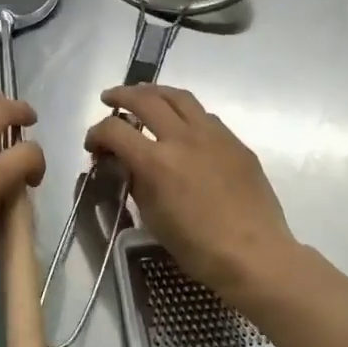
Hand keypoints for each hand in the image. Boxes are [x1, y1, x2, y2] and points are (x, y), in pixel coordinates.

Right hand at [86, 85, 295, 302]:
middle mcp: (183, 138)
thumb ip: (135, 182)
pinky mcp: (236, 142)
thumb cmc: (197, 247)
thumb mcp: (152, 217)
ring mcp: (214, 135)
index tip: (93, 145)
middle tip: (110, 100)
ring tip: (144, 96)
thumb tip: (125, 163)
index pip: (114, 130)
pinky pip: (205, 116)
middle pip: (145, 99)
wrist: (254, 254)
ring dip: (155, 92)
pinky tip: (181, 125)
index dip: (96, 134)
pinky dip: (184, 112)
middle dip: (121, 96)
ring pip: (179, 97)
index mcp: (156, 162)